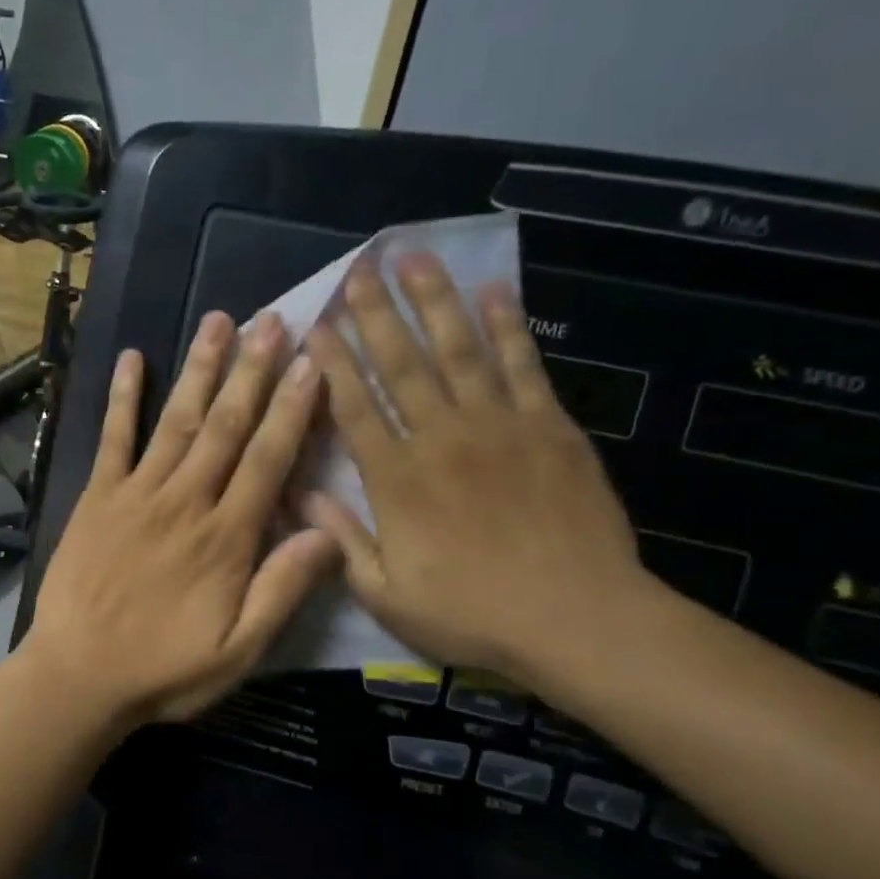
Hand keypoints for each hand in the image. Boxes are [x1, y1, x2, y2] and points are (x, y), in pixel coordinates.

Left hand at [22, 311, 340, 730]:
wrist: (78, 675)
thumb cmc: (164, 669)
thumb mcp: (239, 650)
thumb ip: (283, 589)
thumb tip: (328, 532)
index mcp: (225, 537)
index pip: (267, 460)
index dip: (292, 409)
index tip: (311, 363)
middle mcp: (185, 501)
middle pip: (225, 426)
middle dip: (251, 371)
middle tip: (272, 320)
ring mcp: (136, 494)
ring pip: (176, 421)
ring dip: (199, 370)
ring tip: (218, 321)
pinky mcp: (97, 497)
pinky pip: (112, 439)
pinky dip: (122, 398)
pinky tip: (131, 358)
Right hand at [303, 253, 648, 685]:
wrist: (578, 620)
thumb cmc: (472, 614)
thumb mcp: (386, 594)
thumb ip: (342, 539)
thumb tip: (301, 495)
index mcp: (396, 480)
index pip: (354, 406)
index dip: (331, 363)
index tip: (316, 324)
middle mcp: (440, 439)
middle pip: (400, 365)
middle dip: (375, 314)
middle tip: (358, 270)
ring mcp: (498, 427)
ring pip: (456, 350)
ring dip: (432, 301)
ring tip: (413, 258)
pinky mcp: (549, 427)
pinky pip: (522, 365)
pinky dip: (505, 326)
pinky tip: (492, 290)